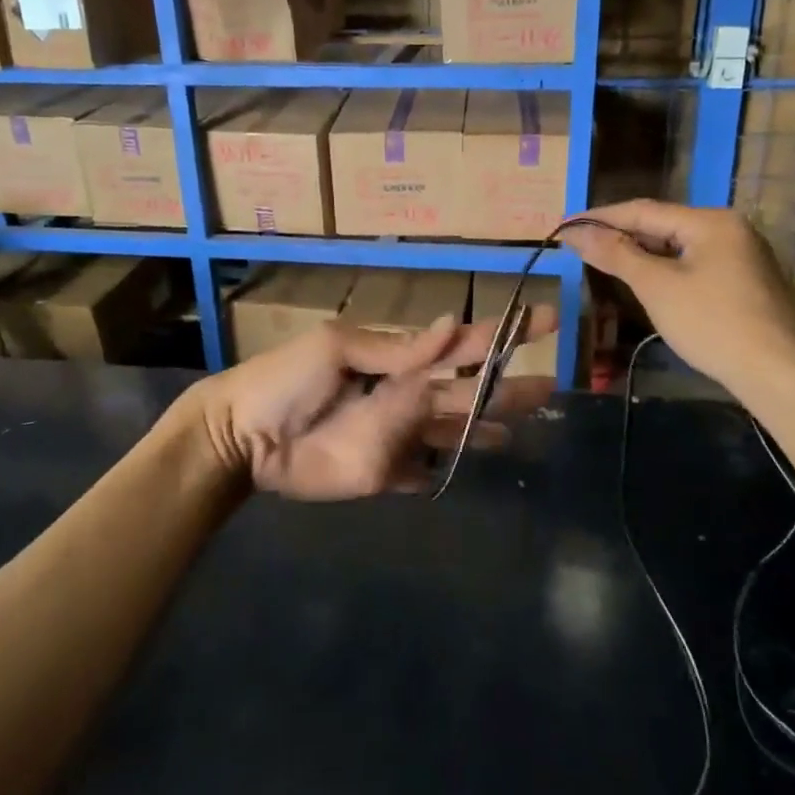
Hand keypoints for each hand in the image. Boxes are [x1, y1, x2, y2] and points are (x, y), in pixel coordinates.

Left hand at [191, 309, 556, 500]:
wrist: (243, 436)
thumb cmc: (286, 379)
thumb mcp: (337, 348)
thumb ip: (397, 347)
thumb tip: (452, 324)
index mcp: (399, 359)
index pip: (462, 345)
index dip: (505, 334)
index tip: (547, 321)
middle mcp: (407, 396)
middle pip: (468, 393)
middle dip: (508, 388)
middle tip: (551, 388)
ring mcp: (398, 437)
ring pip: (454, 434)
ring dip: (486, 431)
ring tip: (522, 432)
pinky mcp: (385, 473)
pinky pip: (424, 473)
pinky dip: (446, 472)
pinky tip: (471, 470)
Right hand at [564, 200, 794, 397]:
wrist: (776, 373)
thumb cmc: (711, 323)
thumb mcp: (656, 286)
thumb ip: (615, 254)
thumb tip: (575, 233)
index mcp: (711, 221)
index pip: (643, 210)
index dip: (600, 217)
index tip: (565, 225)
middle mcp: (730, 228)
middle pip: (663, 225)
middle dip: (620, 234)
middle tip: (579, 245)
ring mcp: (743, 255)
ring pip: (679, 246)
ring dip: (641, 252)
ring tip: (603, 260)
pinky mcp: (746, 282)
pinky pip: (695, 264)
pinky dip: (665, 268)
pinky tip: (645, 281)